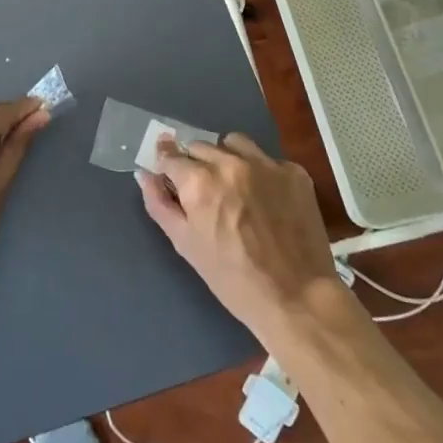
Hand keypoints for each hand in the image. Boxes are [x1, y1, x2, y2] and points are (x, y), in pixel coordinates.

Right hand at [137, 133, 343, 345]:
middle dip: (196, 164)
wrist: (298, 299)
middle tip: (205, 194)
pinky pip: (267, 159)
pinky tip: (266, 199)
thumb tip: (143, 174)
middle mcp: (230, 163)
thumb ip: (160, 204)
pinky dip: (260, 172)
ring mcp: (265, 163)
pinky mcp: (293, 172)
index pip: (171, 155)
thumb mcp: (187, 246)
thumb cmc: (234, 280)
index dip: (168, 166)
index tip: (170, 176)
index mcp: (200, 181)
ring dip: (226, 157)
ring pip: (233, 143)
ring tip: (234, 186)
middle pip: (200, 147)